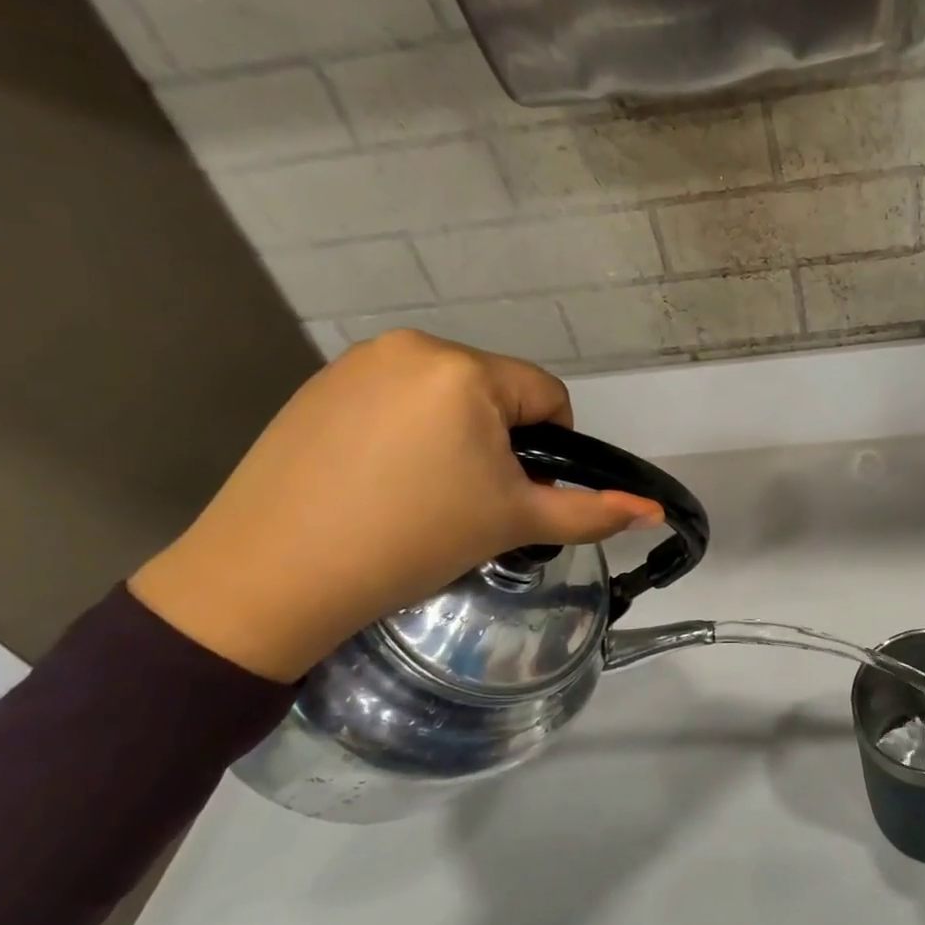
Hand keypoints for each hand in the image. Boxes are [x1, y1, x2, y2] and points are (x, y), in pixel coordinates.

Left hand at [130, 332, 664, 680]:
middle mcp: (413, 346)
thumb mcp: (513, 524)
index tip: (517, 493)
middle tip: (472, 499)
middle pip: (496, 392)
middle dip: (502, 441)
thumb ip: (592, 513)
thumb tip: (655, 512)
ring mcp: (359, 361)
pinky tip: (380, 479)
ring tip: (425, 491)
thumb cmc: (411, 541)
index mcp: (465, 370)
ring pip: (447, 393)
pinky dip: (408, 430)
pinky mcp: (319, 384)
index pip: (547, 396)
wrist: (269, 577)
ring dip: (457, 434)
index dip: (550, 449)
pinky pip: (396, 397)